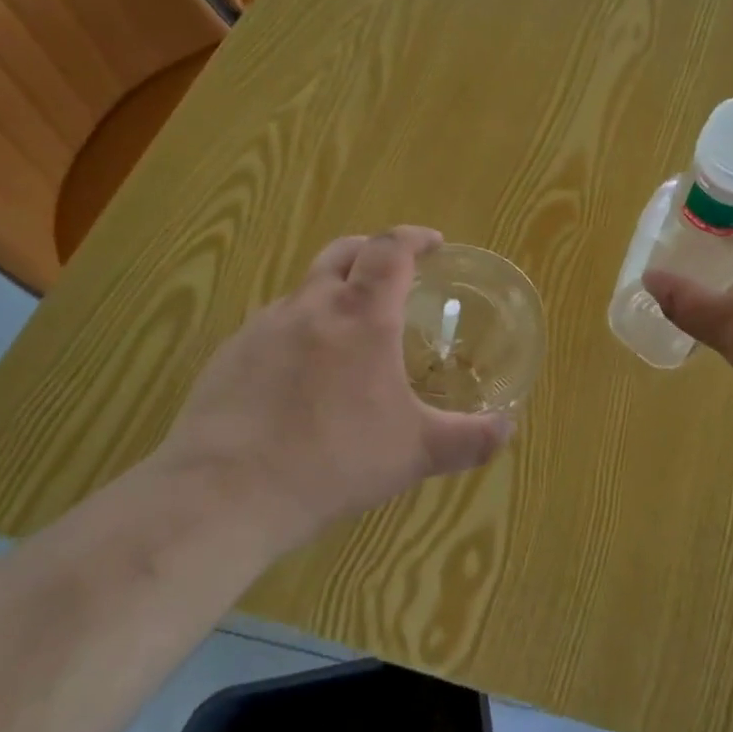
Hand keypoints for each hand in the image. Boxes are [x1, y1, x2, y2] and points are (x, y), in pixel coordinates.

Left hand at [154, 227, 512, 551]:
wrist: (225, 493)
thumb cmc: (334, 461)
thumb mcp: (414, 454)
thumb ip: (468, 440)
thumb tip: (507, 430)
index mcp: (362, 317)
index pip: (390, 250)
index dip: (414, 238)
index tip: (433, 243)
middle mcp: (312, 307)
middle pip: (343, 252)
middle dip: (373, 250)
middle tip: (394, 271)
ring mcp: (264, 327)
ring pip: (305, 288)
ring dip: (334, 290)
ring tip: (349, 329)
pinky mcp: (230, 354)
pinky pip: (274, 324)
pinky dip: (300, 328)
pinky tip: (302, 373)